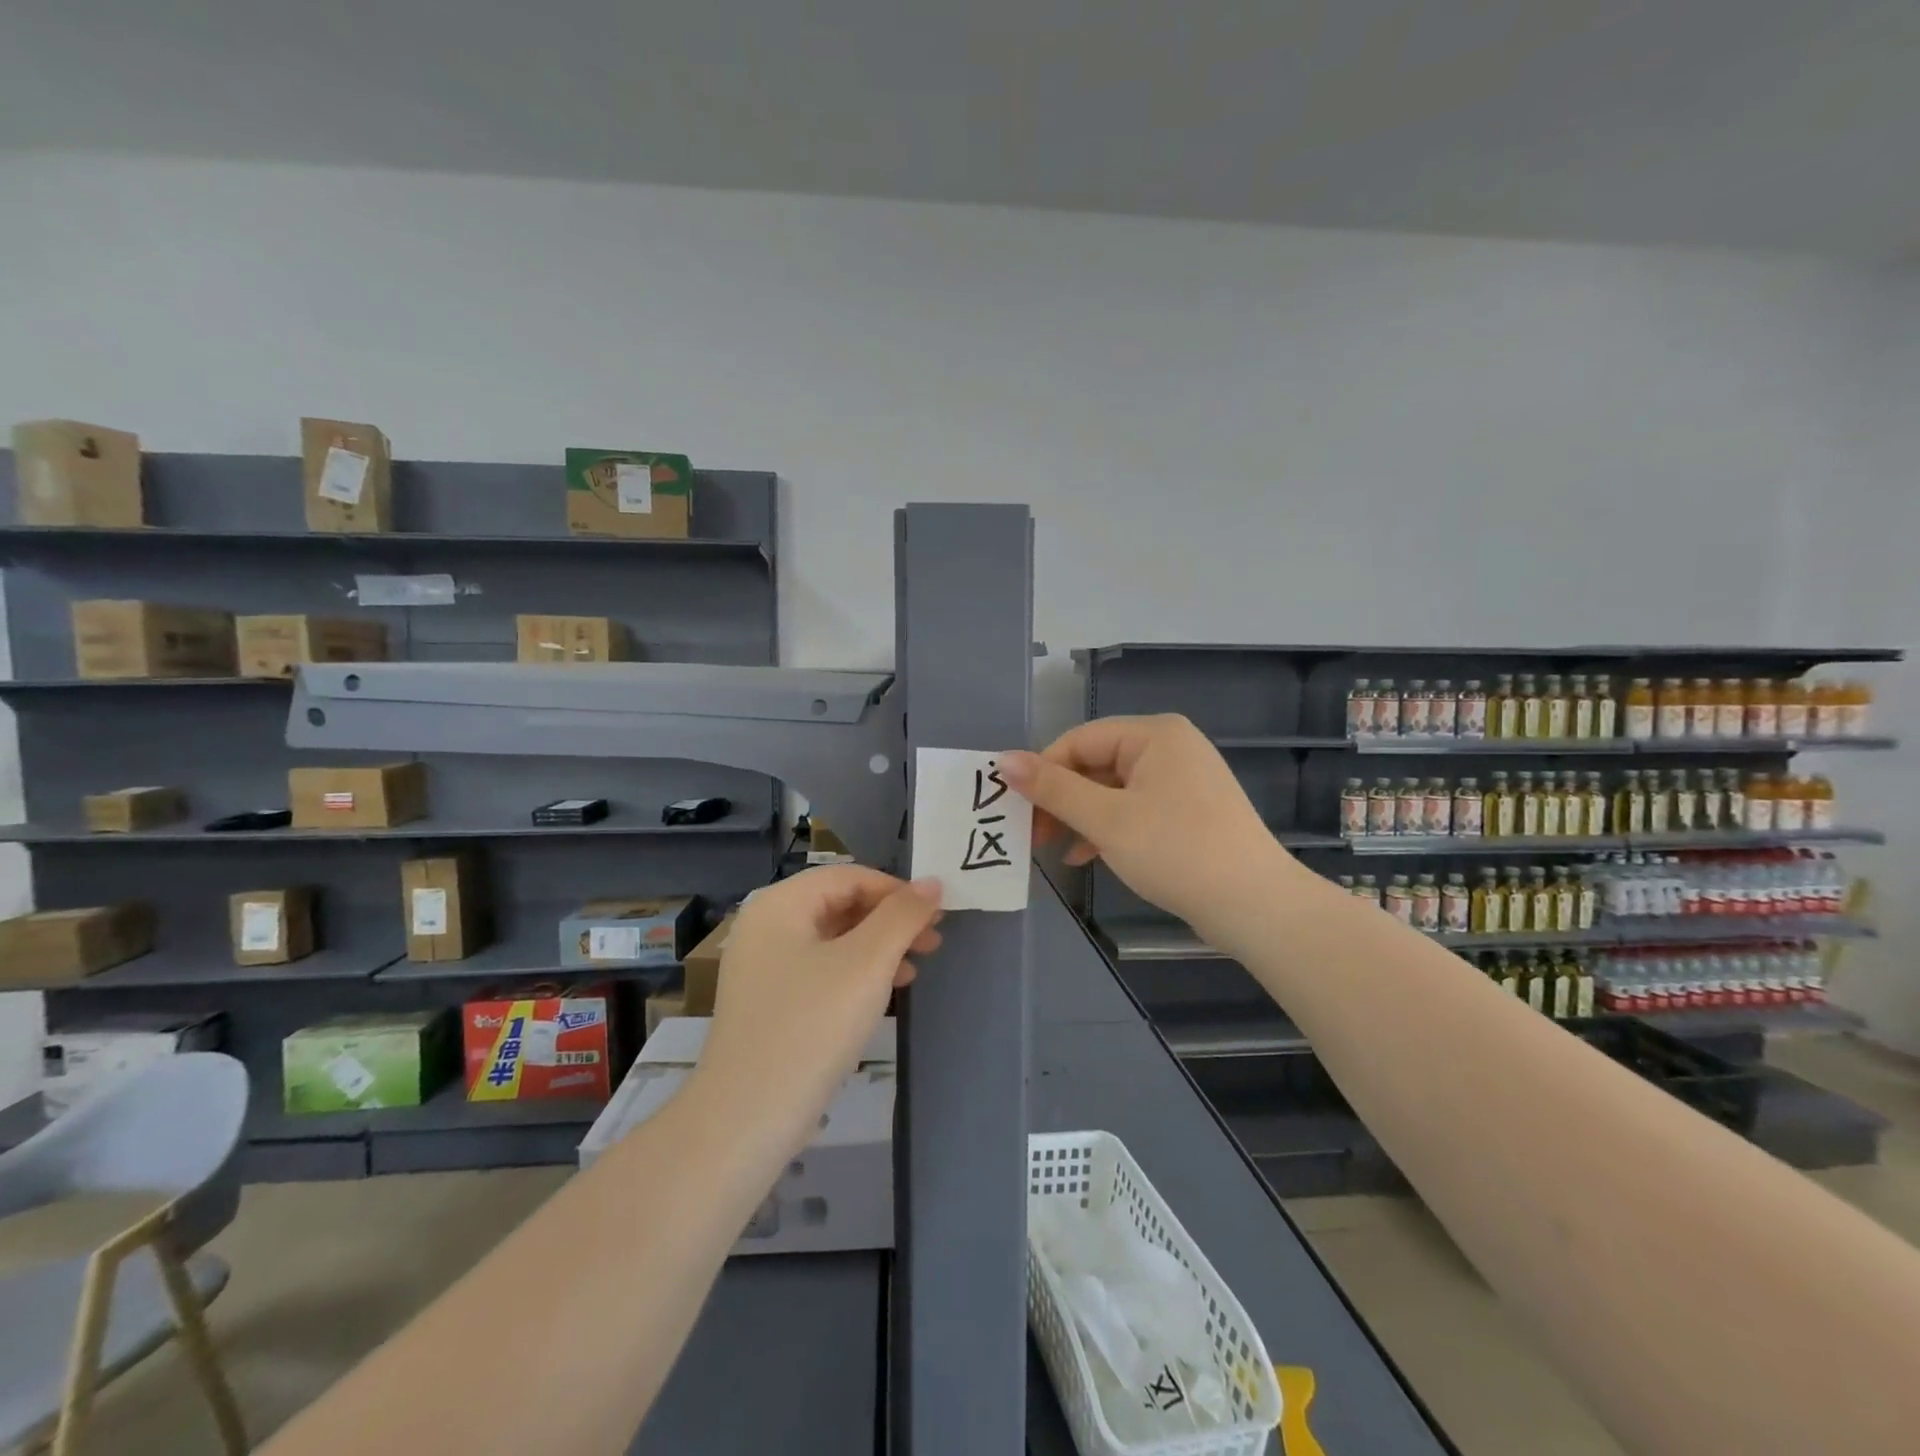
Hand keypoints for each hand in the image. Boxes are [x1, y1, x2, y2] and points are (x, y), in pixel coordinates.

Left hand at [695, 867, 942, 1156]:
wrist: (748, 1118)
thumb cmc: (812, 1026)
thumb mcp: (867, 964)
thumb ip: (902, 916)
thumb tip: (931, 883)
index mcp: (780, 904)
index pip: (849, 876)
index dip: (897, 890)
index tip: (937, 914)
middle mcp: (766, 926)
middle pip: (840, 904)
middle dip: (890, 920)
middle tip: (934, 940)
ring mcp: (763, 966)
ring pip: (834, 939)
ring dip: (879, 947)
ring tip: (917, 966)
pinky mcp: (770, 1001)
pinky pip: (821, 969)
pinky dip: (857, 973)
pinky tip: (887, 992)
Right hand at [1000, 715, 1296, 934]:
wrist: (1254, 905)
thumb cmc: (1176, 851)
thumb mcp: (1106, 819)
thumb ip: (1053, 789)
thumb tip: (1003, 760)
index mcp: (1154, 734)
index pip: (1079, 740)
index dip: (1042, 771)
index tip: (1014, 808)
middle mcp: (1169, 747)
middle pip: (1095, 764)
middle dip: (1061, 799)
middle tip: (1030, 833)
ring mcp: (1181, 780)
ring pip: (1112, 790)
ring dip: (1079, 817)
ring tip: (1051, 847)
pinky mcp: (1187, 812)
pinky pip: (1134, 809)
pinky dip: (1107, 829)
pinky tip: (1085, 856)